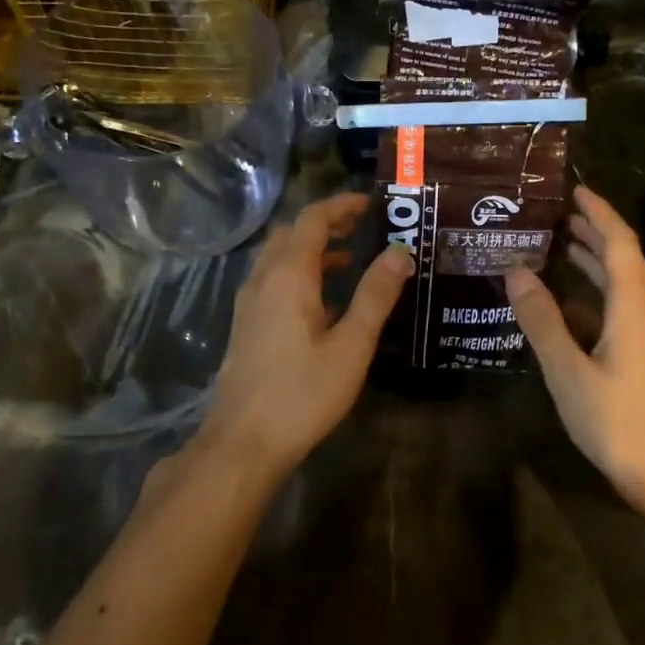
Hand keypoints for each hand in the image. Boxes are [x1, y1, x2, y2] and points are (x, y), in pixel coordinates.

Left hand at [198, 191, 412, 479]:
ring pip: (279, 258)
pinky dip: (299, 273)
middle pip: (292, 234)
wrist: (243, 441)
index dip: (341, 205)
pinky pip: (273, 281)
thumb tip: (400, 251)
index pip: (312, 220)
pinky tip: (322, 300)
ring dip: (311, 249)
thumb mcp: (351, 345)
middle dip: (326, 223)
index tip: (370, 203)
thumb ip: (376, 295)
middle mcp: (263, 280)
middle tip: (361, 225)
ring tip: (349, 258)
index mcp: (288, 276)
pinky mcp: (246, 326)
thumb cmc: (303, 392)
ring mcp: (249, 303)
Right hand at [506, 186, 644, 523]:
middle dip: (593, 234)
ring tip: (561, 248)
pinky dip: (598, 295)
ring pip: (625, 285)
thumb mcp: (568, 369)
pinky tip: (572, 306)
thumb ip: (541, 319)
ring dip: (595, 264)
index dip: (597, 212)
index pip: (618, 241)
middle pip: (624, 258)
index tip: (574, 190)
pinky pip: (624, 309)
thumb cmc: (619, 420)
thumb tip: (516, 272)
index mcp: (634, 303)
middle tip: (557, 218)